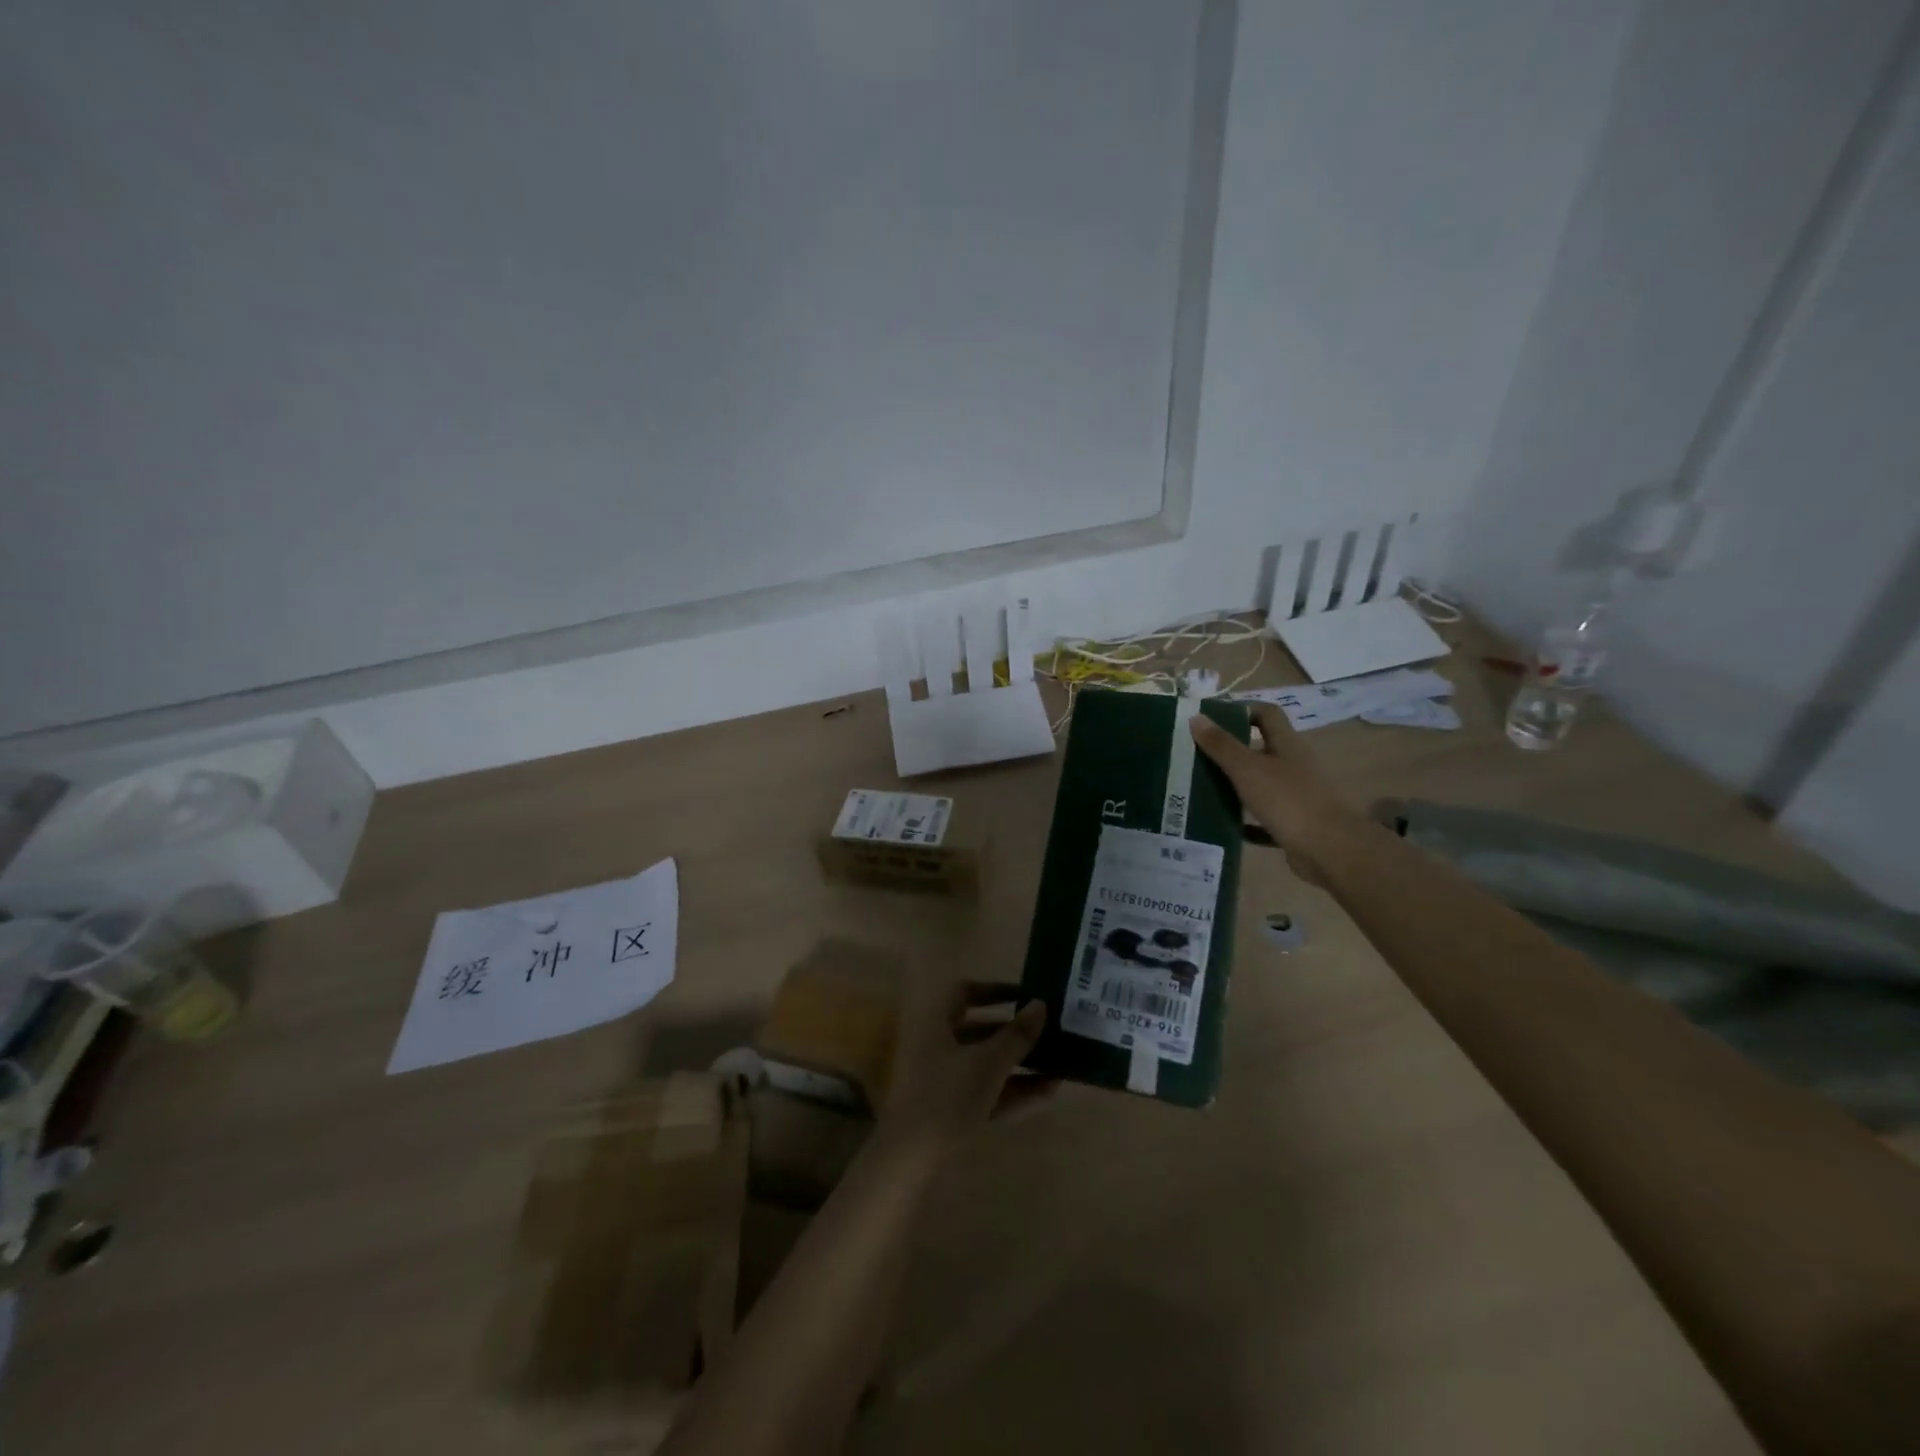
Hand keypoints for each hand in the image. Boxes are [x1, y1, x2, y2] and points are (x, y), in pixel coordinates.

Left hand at [876, 977, 1052, 1161]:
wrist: (911, 1157)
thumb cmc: (948, 1095)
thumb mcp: (988, 1062)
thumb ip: (1017, 1035)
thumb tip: (1041, 1004)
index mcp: (936, 1022)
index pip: (965, 993)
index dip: (995, 990)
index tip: (1025, 996)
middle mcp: (937, 1045)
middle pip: (980, 1030)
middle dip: (1016, 1032)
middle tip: (1050, 1031)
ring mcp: (943, 1080)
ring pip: (986, 1063)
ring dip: (1020, 1064)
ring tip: (1059, 1065)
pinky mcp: (951, 1110)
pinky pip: (987, 1091)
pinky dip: (1013, 1090)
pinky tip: (1048, 1092)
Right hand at [1190, 703, 1360, 880]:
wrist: (1328, 850)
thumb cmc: (1287, 800)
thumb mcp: (1248, 769)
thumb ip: (1221, 745)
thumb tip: (1195, 717)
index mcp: (1287, 745)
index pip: (1267, 714)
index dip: (1242, 710)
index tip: (1212, 718)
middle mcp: (1294, 766)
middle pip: (1261, 749)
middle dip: (1231, 751)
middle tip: (1197, 755)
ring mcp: (1296, 796)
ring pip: (1261, 784)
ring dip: (1235, 786)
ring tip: (1202, 788)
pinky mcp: (1294, 824)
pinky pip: (1263, 818)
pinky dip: (1245, 821)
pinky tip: (1224, 825)